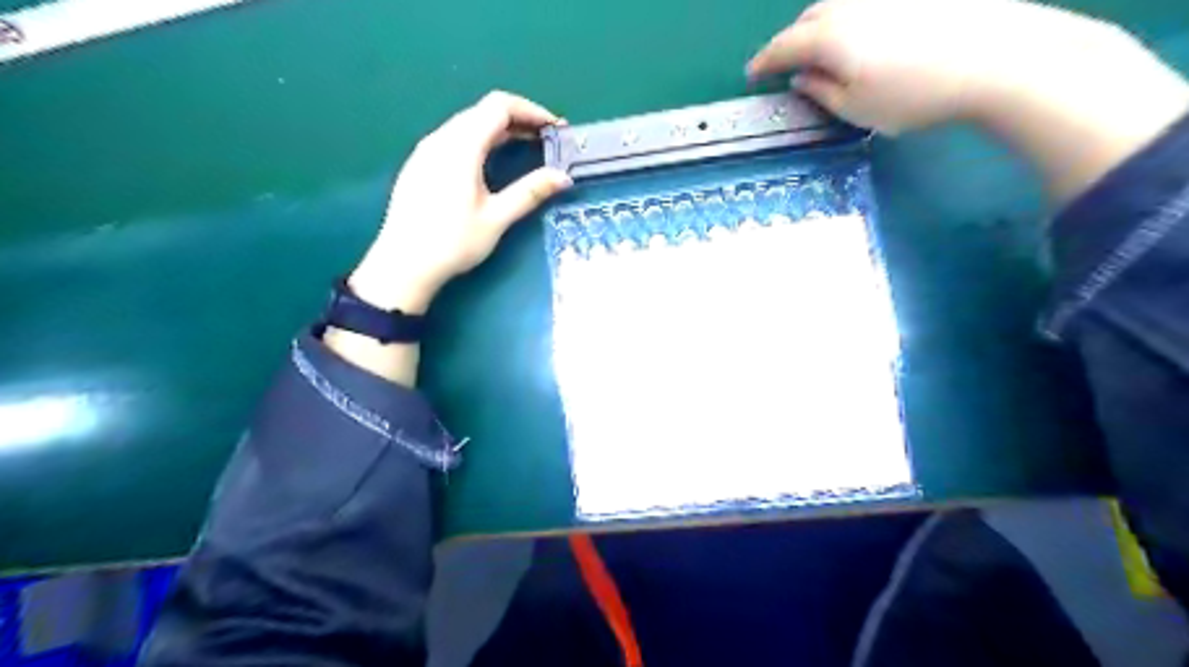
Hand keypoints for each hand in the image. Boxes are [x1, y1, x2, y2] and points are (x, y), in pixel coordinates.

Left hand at [349, 89, 570, 316]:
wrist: (403, 265)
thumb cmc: (452, 243)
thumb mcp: (497, 219)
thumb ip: (530, 192)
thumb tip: (563, 177)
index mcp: (461, 146)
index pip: (499, 106)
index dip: (531, 110)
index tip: (554, 128)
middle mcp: (440, 139)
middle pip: (482, 112)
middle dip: (518, 119)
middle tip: (544, 140)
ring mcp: (426, 151)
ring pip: (467, 124)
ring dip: (498, 130)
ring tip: (524, 148)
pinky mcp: (419, 165)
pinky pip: (454, 139)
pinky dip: (480, 140)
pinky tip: (490, 163)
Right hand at [751, 0, 1187, 201]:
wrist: (997, 57)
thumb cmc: (914, 94)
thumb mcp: (855, 108)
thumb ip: (820, 92)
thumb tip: (801, 78)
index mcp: (828, 37)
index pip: (782, 47)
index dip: (763, 63)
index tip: (751, 75)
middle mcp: (850, 4)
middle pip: (807, 19)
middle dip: (790, 42)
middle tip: (785, 65)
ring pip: (835, 5)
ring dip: (818, 27)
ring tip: (820, 51)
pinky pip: (863, 3)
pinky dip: (849, 19)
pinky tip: (861, 36)